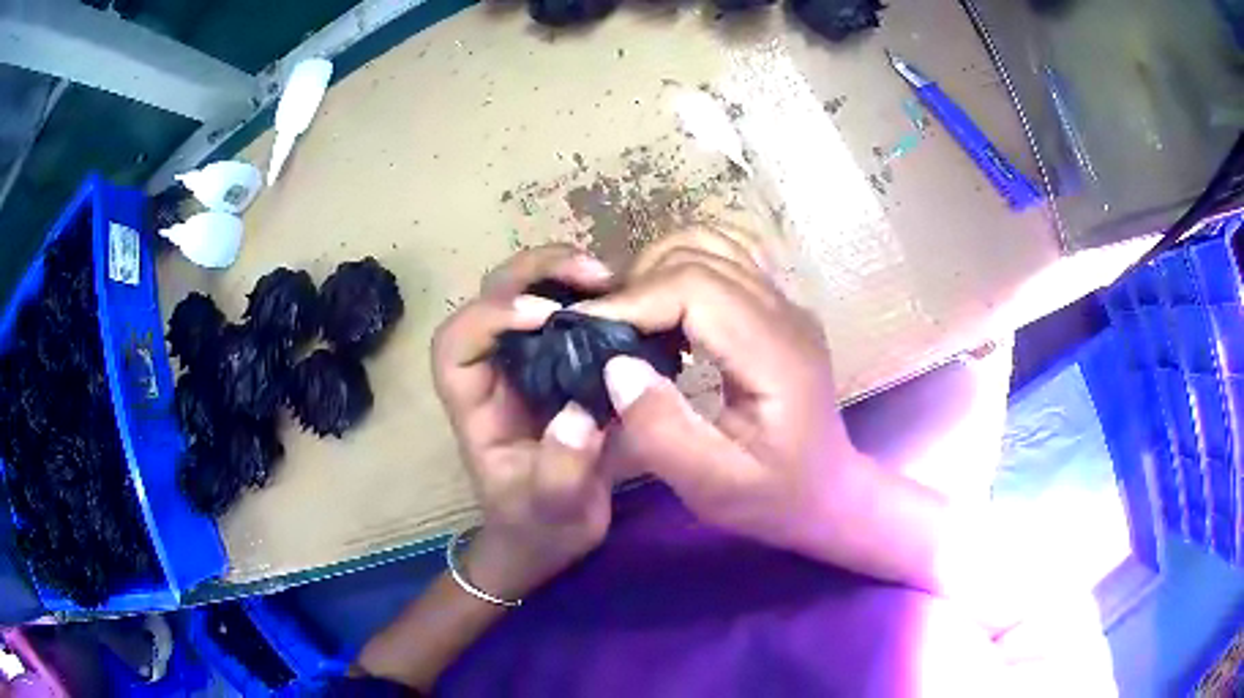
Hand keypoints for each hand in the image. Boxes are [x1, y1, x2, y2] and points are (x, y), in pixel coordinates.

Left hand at [431, 245, 615, 599]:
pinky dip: (595, 296)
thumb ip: (561, 472)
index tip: (548, 318)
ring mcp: (526, 363)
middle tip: (596, 274)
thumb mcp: (551, 510)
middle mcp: (494, 372)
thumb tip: (582, 416)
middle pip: (492, 296)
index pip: (457, 344)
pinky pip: (569, 312)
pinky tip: (631, 301)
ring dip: (567, 274)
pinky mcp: (559, 363)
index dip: (492, 316)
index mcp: (474, 405)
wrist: (550, 536)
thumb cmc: (537, 526)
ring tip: (618, 279)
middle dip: (537, 273)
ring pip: (529, 291)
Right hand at [579, 227, 947, 586]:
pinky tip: (665, 312)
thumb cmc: (775, 497)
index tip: (583, 330)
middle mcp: (785, 312)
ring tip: (629, 320)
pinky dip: (681, 269)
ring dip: (657, 271)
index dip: (633, 300)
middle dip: (638, 285)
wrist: (828, 492)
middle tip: (600, 333)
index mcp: (777, 353)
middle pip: (698, 256)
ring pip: (709, 245)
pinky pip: (724, 258)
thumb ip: (664, 432)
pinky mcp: (776, 306)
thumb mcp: (714, 487)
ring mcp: (784, 303)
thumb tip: (616, 366)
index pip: (695, 288)